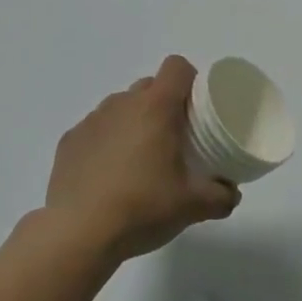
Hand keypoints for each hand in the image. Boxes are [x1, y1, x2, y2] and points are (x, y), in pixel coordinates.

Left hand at [45, 56, 240, 262]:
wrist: (79, 233)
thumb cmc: (142, 208)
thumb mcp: (193, 206)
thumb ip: (221, 196)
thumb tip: (232, 193)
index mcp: (155, 108)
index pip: (176, 67)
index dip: (190, 80)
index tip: (197, 107)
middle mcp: (121, 104)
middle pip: (149, 86)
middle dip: (163, 104)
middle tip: (174, 138)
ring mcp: (91, 120)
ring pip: (120, 107)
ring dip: (133, 122)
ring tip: (140, 159)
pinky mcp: (69, 141)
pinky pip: (96, 129)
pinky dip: (106, 142)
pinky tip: (108, 175)